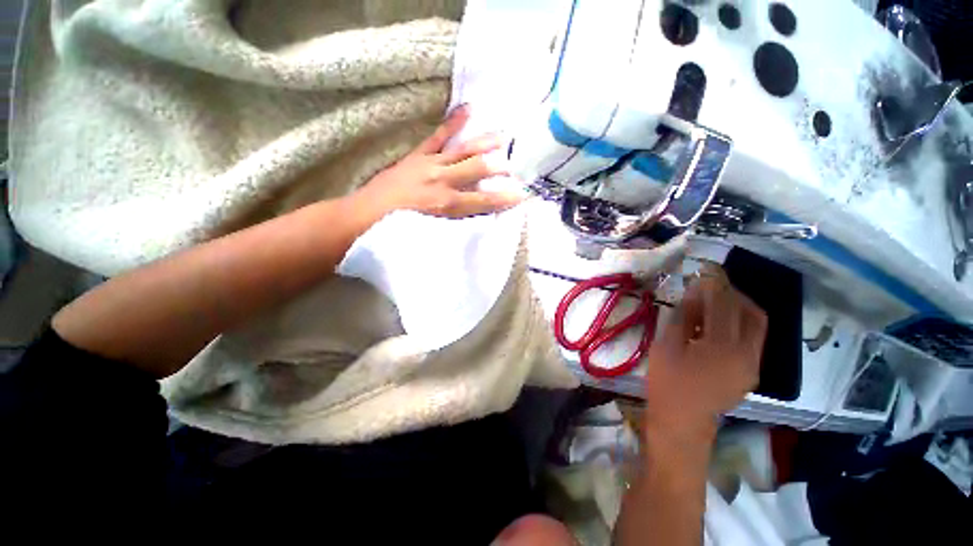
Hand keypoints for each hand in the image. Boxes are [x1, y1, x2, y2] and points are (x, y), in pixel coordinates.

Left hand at [351, 104, 523, 219]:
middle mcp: (443, 181)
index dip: (504, 198)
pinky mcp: (419, 155)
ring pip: (464, 150)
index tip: (522, 195)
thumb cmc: (401, 230)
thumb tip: (481, 217)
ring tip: (504, 136)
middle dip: (500, 165)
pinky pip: (439, 136)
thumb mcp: (434, 232)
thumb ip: (459, 223)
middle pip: (478, 169)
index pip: (484, 200)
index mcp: (448, 204)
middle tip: (518, 162)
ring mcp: (431, 164)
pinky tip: (468, 109)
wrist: (367, 216)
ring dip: (485, 143)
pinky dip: (453, 123)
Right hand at [644, 266, 766, 443]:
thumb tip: (693, 293)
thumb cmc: (667, 382)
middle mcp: (747, 354)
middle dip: (734, 293)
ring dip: (739, 307)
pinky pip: (753, 339)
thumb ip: (683, 317)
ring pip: (757, 325)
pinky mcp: (751, 371)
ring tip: (714, 302)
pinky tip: (717, 325)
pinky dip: (739, 324)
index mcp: (721, 347)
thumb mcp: (666, 345)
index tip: (705, 269)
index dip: (715, 284)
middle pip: (752, 312)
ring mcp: (753, 364)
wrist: (683, 420)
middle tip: (711, 285)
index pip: (724, 305)